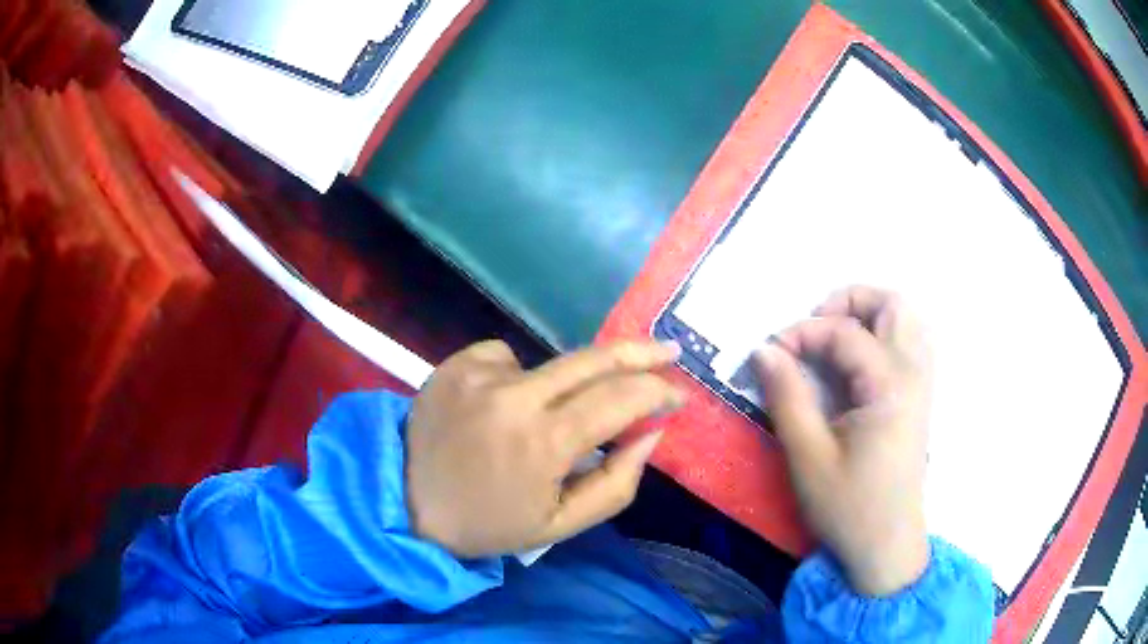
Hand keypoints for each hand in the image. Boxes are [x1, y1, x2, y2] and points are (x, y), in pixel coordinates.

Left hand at [406, 340, 683, 557]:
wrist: (407, 502)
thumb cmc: (489, 523)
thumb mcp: (561, 524)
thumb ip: (617, 482)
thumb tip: (651, 433)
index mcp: (544, 443)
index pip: (620, 400)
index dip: (657, 392)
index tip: (678, 394)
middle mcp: (514, 397)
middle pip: (594, 359)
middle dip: (640, 352)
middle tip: (669, 350)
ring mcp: (480, 374)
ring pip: (552, 363)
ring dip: (566, 387)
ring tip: (541, 422)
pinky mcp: (456, 363)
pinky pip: (508, 358)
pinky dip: (517, 379)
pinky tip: (498, 408)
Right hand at [752, 286, 931, 595]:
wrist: (886, 545)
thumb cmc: (848, 506)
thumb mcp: (808, 456)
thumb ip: (787, 396)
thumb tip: (764, 349)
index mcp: (888, 387)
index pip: (844, 332)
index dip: (802, 332)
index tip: (770, 351)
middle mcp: (914, 374)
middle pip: (893, 304)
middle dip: (849, 300)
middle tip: (815, 325)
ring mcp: (923, 384)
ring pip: (908, 320)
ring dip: (871, 315)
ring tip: (836, 337)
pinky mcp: (921, 398)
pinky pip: (912, 343)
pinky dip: (886, 335)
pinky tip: (860, 361)